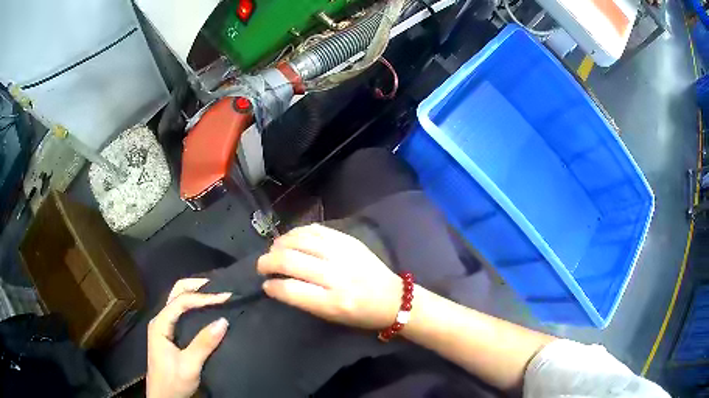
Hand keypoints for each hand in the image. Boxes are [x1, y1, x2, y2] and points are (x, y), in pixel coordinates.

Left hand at [147, 278, 231, 397]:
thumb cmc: (173, 382)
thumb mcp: (190, 366)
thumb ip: (204, 343)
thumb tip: (224, 321)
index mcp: (160, 324)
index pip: (181, 301)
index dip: (203, 297)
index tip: (226, 297)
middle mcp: (160, 320)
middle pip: (176, 292)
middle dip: (196, 286)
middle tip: (219, 287)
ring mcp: (164, 326)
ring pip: (178, 301)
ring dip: (196, 294)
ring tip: (216, 294)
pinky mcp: (169, 334)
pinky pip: (182, 312)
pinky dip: (195, 306)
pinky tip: (207, 309)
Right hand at [257, 224, 401, 329]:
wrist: (394, 298)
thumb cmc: (361, 315)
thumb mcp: (332, 317)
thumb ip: (304, 300)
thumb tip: (278, 283)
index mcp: (333, 302)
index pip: (290, 290)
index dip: (272, 286)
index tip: (266, 285)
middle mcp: (336, 276)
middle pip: (290, 261)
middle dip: (268, 262)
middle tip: (262, 266)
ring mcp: (343, 254)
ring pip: (300, 240)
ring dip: (280, 244)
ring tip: (274, 250)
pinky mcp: (349, 240)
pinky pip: (316, 230)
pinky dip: (298, 232)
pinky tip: (290, 238)